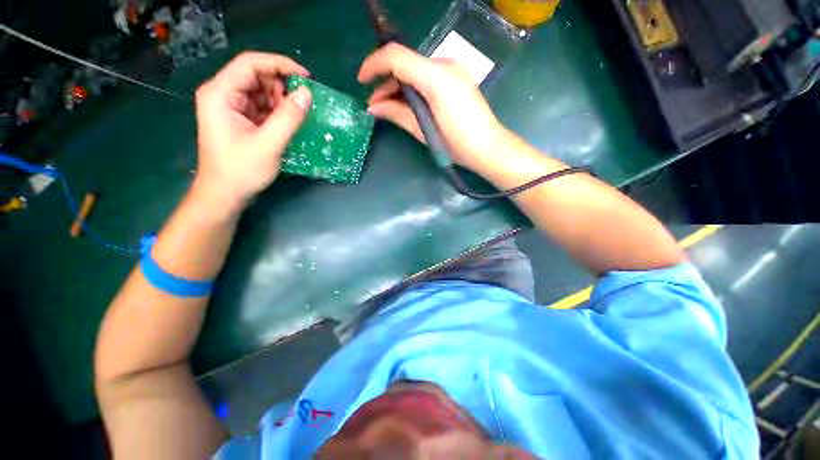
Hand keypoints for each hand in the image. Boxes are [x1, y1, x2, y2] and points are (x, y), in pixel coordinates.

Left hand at [193, 52, 311, 211]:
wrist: (224, 194)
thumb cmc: (241, 170)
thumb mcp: (268, 144)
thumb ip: (288, 118)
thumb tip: (307, 94)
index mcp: (220, 93)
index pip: (250, 64)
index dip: (279, 64)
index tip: (306, 78)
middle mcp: (223, 95)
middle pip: (255, 76)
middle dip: (281, 86)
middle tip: (303, 103)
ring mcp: (231, 107)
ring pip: (260, 92)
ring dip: (281, 101)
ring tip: (297, 117)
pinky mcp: (240, 120)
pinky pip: (261, 107)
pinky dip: (277, 112)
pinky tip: (289, 124)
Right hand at [359, 43, 507, 172]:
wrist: (488, 148)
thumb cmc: (456, 144)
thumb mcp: (423, 130)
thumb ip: (397, 113)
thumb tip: (372, 107)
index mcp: (436, 77)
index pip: (397, 57)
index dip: (374, 65)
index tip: (362, 81)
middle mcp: (445, 65)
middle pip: (406, 63)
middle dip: (386, 82)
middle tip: (375, 104)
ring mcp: (453, 70)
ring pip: (416, 71)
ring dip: (399, 87)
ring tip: (387, 107)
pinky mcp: (457, 79)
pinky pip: (428, 77)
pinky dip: (414, 88)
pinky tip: (407, 104)